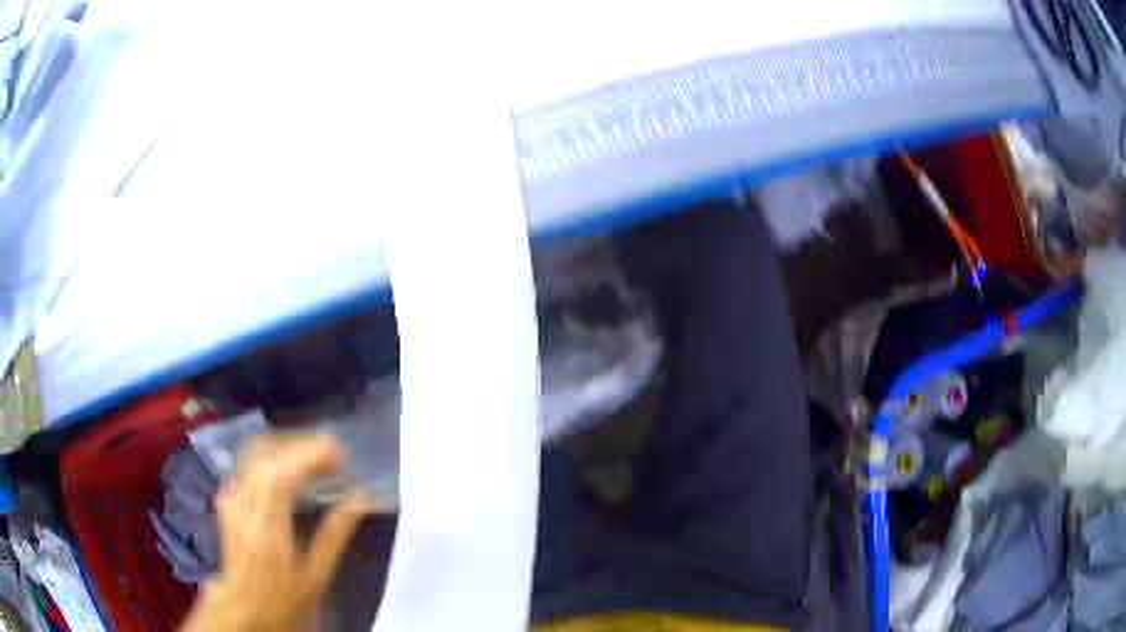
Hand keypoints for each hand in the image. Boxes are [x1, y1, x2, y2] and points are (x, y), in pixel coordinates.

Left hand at [181, 435, 372, 631]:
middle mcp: (243, 505)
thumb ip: (334, 536)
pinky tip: (284, 473)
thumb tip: (359, 500)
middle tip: (331, 454)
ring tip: (312, 459)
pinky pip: (246, 468)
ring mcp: (231, 501)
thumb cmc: (284, 600)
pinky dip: (269, 460)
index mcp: (267, 527)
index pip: (281, 473)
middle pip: (265, 454)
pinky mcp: (227, 502)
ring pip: (253, 456)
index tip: (339, 452)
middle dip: (299, 445)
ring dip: (284, 448)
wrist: (244, 611)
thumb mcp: (316, 577)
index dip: (309, 454)